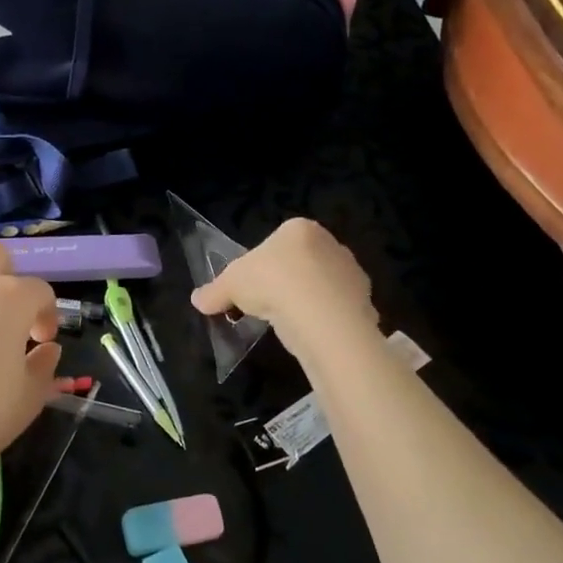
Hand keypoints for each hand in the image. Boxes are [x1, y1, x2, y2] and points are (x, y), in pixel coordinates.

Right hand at [190, 217, 376, 356]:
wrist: (320, 315)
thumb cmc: (272, 283)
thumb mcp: (230, 285)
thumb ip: (214, 291)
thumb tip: (196, 300)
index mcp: (299, 228)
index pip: (276, 243)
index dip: (262, 266)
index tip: (252, 288)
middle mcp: (330, 243)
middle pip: (302, 262)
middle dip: (287, 282)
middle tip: (269, 306)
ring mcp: (351, 272)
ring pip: (322, 286)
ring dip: (308, 301)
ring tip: (290, 324)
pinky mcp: (366, 300)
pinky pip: (339, 309)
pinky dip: (327, 320)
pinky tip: (312, 334)